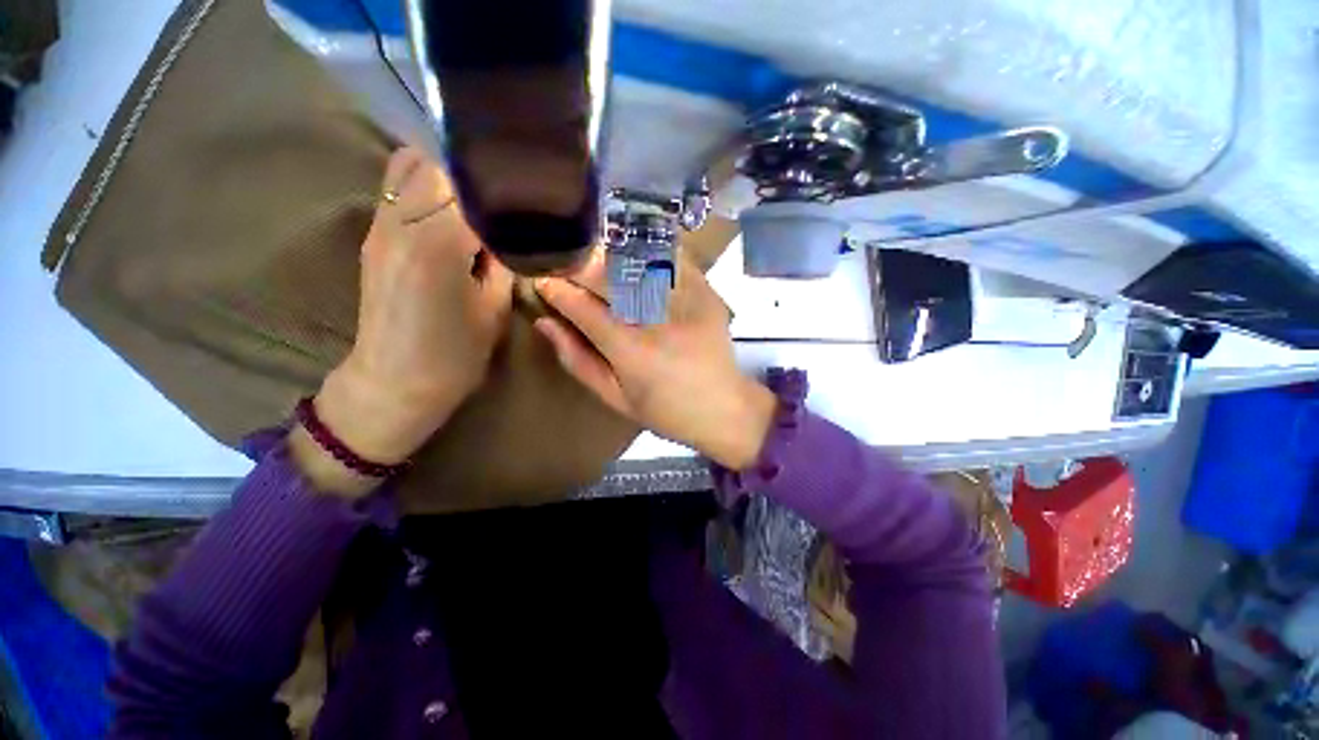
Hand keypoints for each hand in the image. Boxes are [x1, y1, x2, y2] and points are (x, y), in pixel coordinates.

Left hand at [293, 148, 512, 494]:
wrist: (394, 381)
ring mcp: (381, 224)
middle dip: (480, 174)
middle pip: (441, 166)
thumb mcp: (495, 309)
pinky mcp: (374, 233)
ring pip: (412, 165)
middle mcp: (402, 223)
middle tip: (512, 189)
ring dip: (449, 172)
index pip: (475, 190)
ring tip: (482, 192)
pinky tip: (452, 202)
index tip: (533, 191)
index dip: (507, 187)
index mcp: (439, 246)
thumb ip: (504, 263)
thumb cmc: (455, 355)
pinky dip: (426, 182)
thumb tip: (510, 232)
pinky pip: (398, 185)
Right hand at [534, 250, 775, 469]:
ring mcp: (685, 301)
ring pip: (637, 260)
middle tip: (566, 269)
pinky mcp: (706, 292)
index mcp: (631, 350)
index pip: (583, 307)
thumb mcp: (614, 397)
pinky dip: (648, 252)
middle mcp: (656, 319)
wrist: (724, 408)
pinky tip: (636, 258)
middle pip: (607, 275)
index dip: (557, 290)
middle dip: (578, 266)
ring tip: (597, 262)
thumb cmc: (665, 411)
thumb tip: (546, 323)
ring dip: (609, 256)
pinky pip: (671, 258)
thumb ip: (577, 360)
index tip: (542, 282)